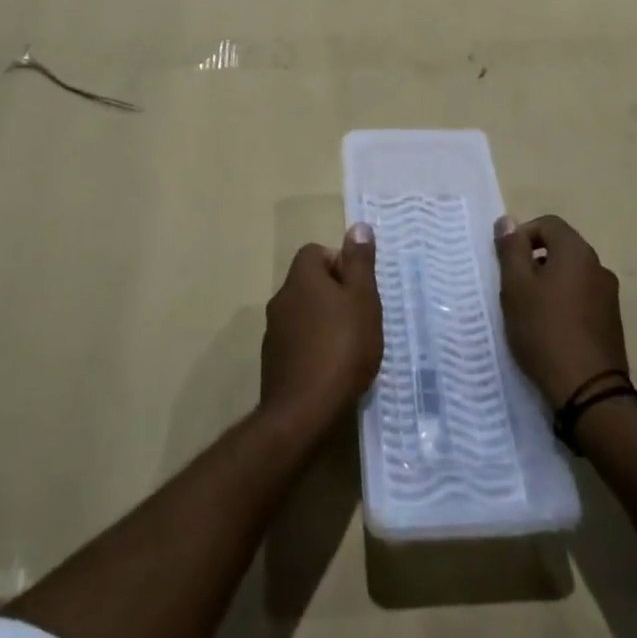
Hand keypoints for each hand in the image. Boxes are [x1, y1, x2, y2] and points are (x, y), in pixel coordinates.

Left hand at [260, 225, 382, 433]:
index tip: (359, 287)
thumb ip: (360, 263)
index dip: (339, 263)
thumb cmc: (342, 347)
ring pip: (303, 313)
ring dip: (323, 321)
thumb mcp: (363, 300)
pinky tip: (332, 368)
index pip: (315, 252)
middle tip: (361, 316)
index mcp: (301, 278)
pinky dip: (313, 346)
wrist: (304, 411)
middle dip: (334, 294)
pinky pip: (297, 341)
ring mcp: (273, 332)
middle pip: (309, 282)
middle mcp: (281, 298)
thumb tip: (357, 226)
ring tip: (350, 344)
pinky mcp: (273, 361)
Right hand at [496, 214, 628, 408]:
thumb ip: (511, 250)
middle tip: (513, 289)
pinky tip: (550, 330)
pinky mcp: (612, 322)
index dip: (523, 235)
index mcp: (577, 252)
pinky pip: (582, 298)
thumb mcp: (516, 287)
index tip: (507, 263)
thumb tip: (507, 220)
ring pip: (571, 275)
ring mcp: (609, 296)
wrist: (588, 390)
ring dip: (548, 283)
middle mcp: (598, 267)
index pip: (548, 223)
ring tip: (529, 312)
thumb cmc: (544, 330)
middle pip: (561, 248)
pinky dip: (564, 303)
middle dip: (534, 261)